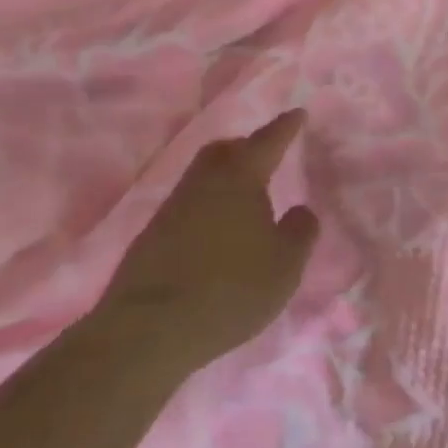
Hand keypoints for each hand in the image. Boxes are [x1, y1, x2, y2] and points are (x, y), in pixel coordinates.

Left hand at [91, 110, 319, 374]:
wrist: (146, 333)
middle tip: (265, 152)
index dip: (285, 127)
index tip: (297, 114)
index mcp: (240, 179)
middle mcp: (203, 184)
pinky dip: (207, 207)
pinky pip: (188, 207)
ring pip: (202, 178)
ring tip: (245, 195)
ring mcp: (171, 211)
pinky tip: (217, 231)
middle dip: (246, 146)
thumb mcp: (286, 264)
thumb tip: (300, 210)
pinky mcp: (150, 240)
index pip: (268, 141)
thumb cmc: (230, 289)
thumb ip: (300, 231)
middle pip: (223, 151)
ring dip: (224, 178)